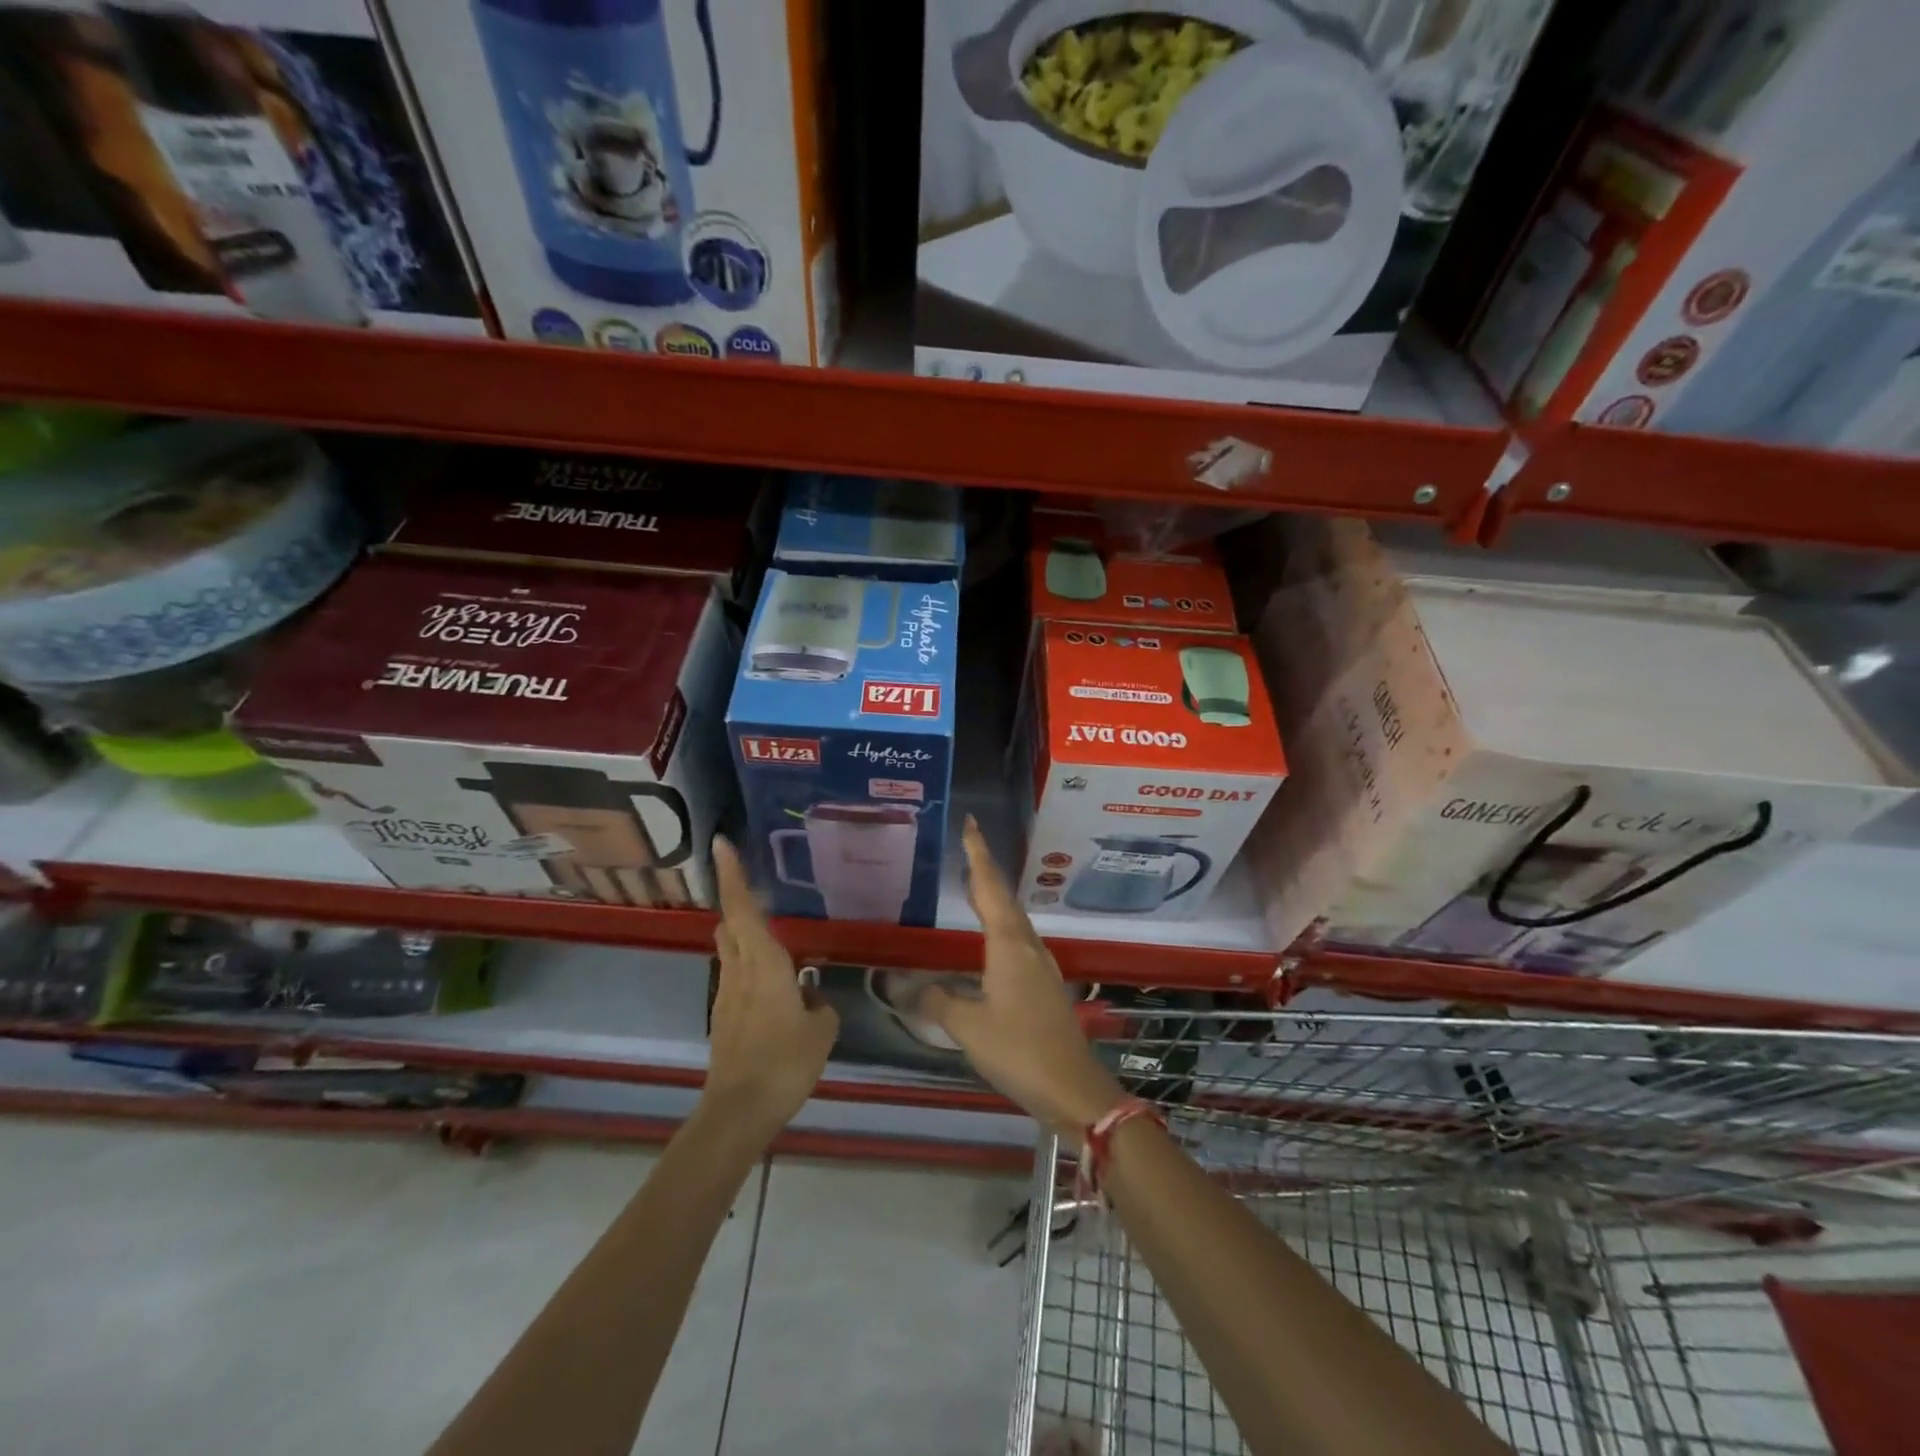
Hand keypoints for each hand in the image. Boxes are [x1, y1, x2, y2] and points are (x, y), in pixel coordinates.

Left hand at [704, 836, 837, 1142]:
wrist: (738, 1111)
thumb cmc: (783, 1062)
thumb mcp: (820, 1032)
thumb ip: (821, 1007)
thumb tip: (814, 998)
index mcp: (763, 963)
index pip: (741, 908)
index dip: (731, 874)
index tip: (721, 842)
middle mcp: (739, 970)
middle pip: (730, 923)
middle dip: (736, 898)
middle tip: (754, 880)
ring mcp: (726, 994)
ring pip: (730, 948)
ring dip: (743, 930)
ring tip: (770, 928)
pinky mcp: (724, 1016)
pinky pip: (735, 974)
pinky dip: (749, 962)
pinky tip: (774, 980)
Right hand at [920, 817, 1123, 1139]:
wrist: (1073, 1088)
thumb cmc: (1019, 1050)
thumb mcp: (968, 1027)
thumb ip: (936, 1001)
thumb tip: (906, 985)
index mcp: (1009, 945)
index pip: (989, 888)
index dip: (978, 855)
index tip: (971, 824)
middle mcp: (1028, 946)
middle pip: (1004, 898)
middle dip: (985, 870)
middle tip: (968, 846)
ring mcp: (1041, 966)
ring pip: (1014, 920)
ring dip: (995, 897)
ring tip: (975, 884)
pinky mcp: (1045, 986)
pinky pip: (1019, 941)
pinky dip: (1002, 925)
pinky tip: (994, 939)